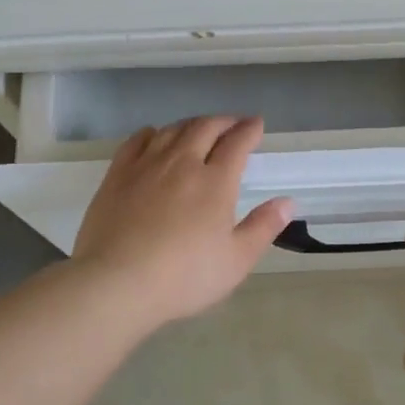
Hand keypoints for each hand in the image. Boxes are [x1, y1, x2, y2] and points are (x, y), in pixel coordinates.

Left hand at [72, 116, 293, 325]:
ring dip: (190, 125)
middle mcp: (182, 163)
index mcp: (215, 182)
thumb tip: (287, 202)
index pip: (237, 143)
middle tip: (232, 125)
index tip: (257, 124)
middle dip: (223, 122)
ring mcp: (146, 166)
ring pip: (172, 131)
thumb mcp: (236, 260)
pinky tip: (153, 136)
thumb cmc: (184, 276)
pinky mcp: (117, 176)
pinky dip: (151, 133)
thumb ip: (263, 227)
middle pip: (204, 128)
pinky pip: (136, 141)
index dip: (249, 130)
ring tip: (198, 130)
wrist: (116, 283)